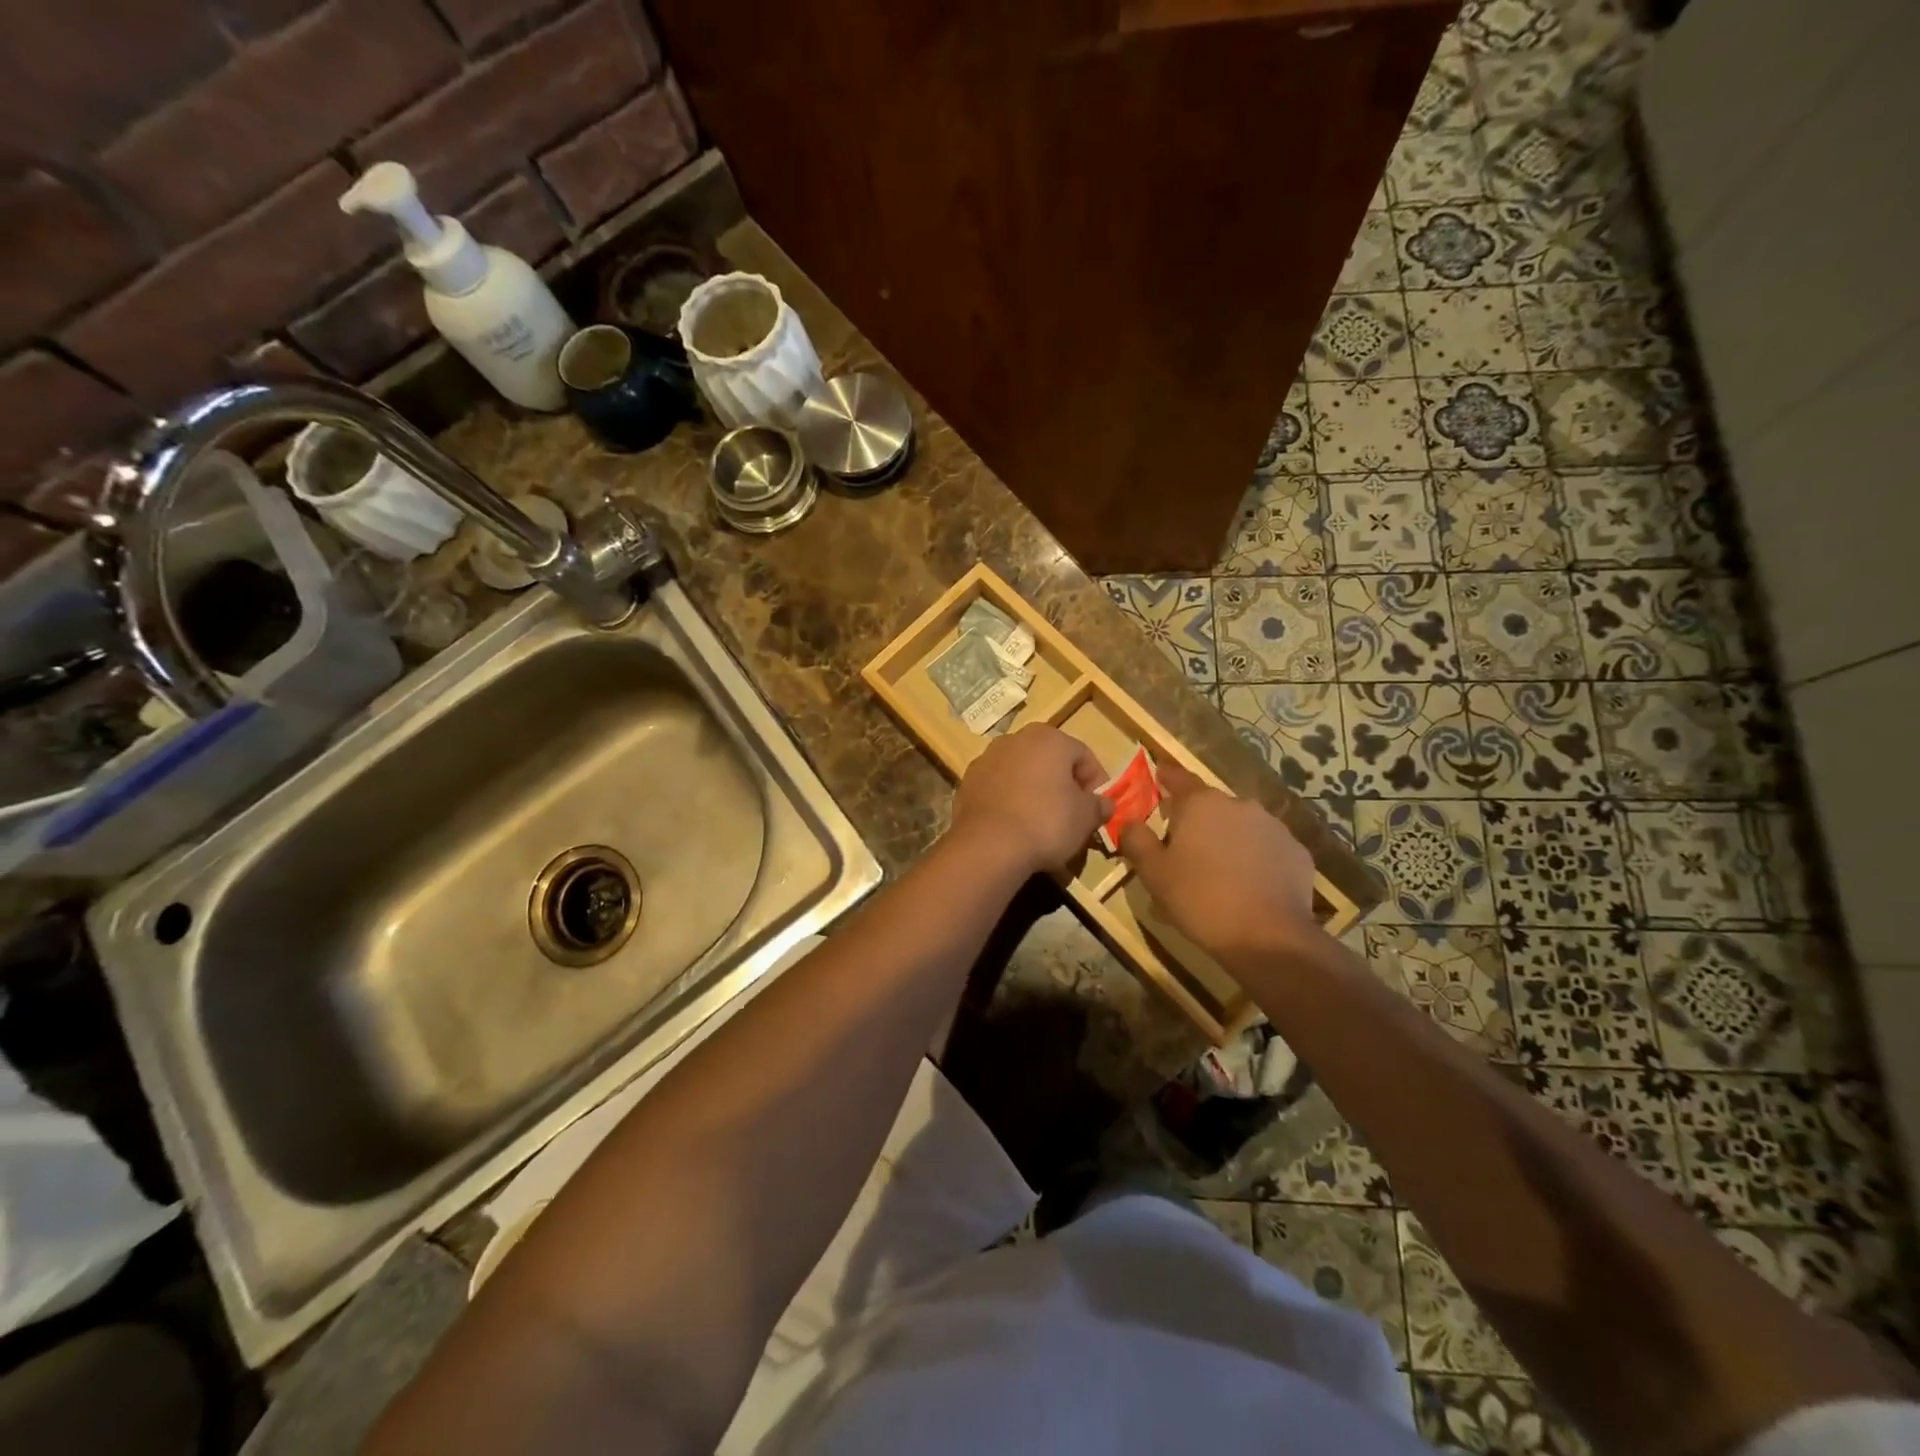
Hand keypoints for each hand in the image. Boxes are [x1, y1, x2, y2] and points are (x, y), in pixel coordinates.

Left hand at [951, 725, 1107, 873]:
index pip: (1084, 756)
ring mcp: (986, 758)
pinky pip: (998, 787)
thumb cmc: (1047, 822)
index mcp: (1049, 738)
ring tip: (1041, 821)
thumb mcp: (1086, 818)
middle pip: (1050, 760)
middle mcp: (1015, 739)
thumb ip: (1099, 805)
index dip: (1096, 783)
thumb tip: (1105, 804)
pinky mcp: (967, 781)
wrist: (988, 846)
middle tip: (1071, 814)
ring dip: (1034, 790)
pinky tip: (1014, 825)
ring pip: (1021, 772)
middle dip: (1062, 784)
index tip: (1097, 808)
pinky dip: (1009, 800)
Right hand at [1118, 761, 1320, 961]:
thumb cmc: (1199, 899)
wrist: (1268, 937)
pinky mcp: (1297, 852)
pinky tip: (1250, 885)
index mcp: (1201, 804)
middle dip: (1197, 820)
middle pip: (1211, 805)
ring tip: (1219, 871)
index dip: (1166, 777)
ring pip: (1242, 826)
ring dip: (1228, 839)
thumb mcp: (1153, 873)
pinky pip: (1267, 848)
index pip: (1179, 778)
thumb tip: (1129, 822)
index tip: (1159, 776)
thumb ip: (1136, 840)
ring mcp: (1273, 827)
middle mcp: (1239, 805)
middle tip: (1184, 848)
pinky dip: (1256, 859)